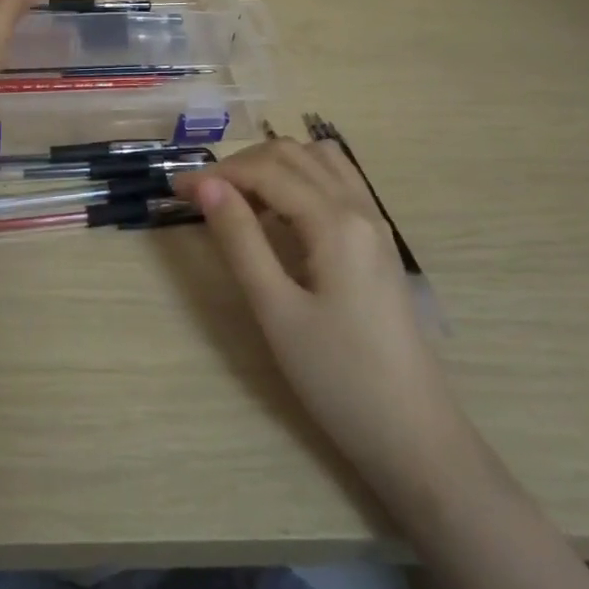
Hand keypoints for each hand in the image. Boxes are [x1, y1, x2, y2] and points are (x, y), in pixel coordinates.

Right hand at [174, 139, 476, 494]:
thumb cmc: (337, 377)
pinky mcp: (379, 242)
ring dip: (274, 164)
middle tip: (201, 195)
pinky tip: (281, 211)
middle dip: (241, 164)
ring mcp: (375, 223)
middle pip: (292, 154)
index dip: (216, 174)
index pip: (266, 172)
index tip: (175, 190)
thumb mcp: (276, 310)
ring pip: (319, 160)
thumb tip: (205, 185)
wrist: (413, 434)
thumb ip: (239, 240)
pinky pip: (338, 182)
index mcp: (335, 223)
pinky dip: (302, 176)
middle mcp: (359, 208)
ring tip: (239, 198)